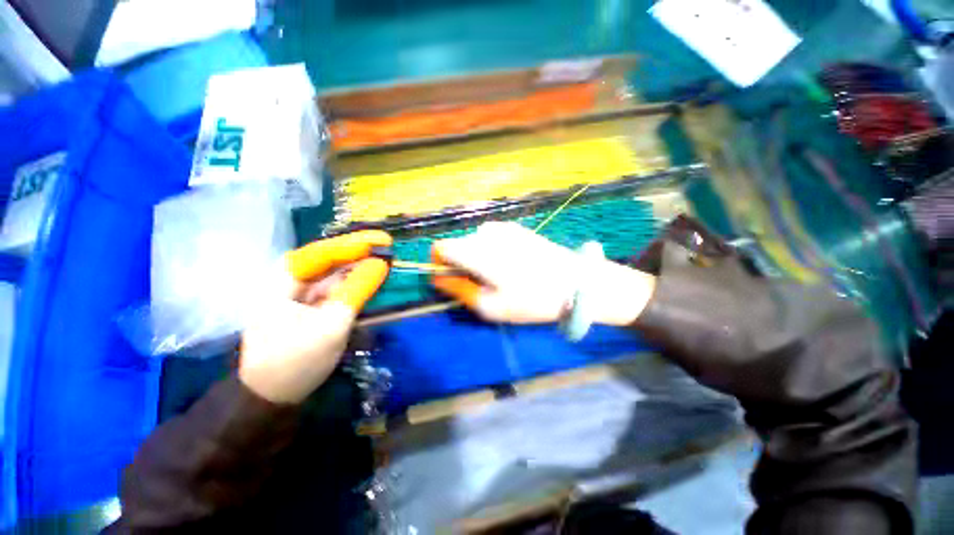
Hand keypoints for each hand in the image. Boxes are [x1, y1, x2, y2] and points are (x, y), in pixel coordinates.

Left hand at [239, 230, 391, 403]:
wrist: (273, 398)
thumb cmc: (296, 360)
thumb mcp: (331, 324)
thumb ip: (356, 290)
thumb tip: (381, 264)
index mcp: (282, 281)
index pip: (322, 253)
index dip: (353, 244)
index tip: (381, 240)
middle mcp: (290, 282)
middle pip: (328, 259)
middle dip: (358, 251)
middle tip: (386, 243)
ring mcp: (301, 295)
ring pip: (333, 273)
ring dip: (358, 265)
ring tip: (384, 257)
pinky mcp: (312, 308)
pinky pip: (336, 288)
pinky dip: (355, 283)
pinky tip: (371, 278)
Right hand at [431, 222, 654, 325]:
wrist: (576, 282)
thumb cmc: (531, 299)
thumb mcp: (490, 306)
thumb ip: (458, 289)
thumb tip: (438, 279)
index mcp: (475, 251)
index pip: (440, 248)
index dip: (439, 265)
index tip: (453, 281)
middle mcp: (485, 233)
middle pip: (457, 246)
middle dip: (461, 265)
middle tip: (483, 286)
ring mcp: (503, 228)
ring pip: (474, 243)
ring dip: (478, 259)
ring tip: (500, 277)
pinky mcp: (516, 228)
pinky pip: (492, 239)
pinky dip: (492, 252)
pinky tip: (513, 265)